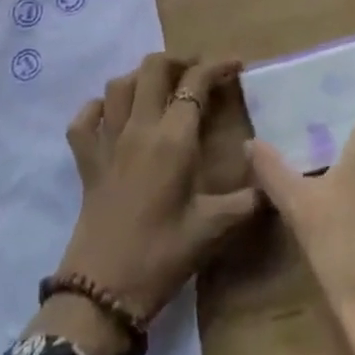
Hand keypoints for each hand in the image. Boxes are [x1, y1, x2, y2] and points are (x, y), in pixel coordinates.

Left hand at [29, 54, 260, 354]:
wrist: (101, 294)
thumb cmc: (161, 257)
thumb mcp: (211, 231)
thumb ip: (245, 203)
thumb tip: (270, 184)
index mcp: (173, 139)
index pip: (195, 82)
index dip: (217, 66)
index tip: (236, 65)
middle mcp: (139, 127)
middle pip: (153, 68)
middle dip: (178, 61)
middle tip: (197, 74)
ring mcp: (108, 141)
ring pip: (119, 85)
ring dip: (140, 77)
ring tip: (159, 88)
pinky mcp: (86, 161)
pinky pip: (84, 120)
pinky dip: (97, 108)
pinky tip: (111, 115)